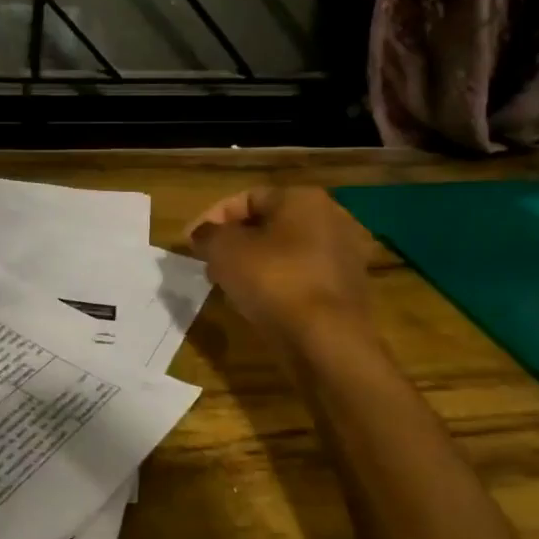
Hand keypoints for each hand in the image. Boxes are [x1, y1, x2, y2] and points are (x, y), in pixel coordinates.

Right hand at [186, 186, 377, 346]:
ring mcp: (344, 255)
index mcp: (303, 199)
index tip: (191, 242)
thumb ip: (208, 234)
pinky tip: (256, 302)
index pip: (247, 198)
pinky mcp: (347, 289)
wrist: (325, 339)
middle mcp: (331, 218)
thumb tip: (203, 234)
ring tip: (227, 284)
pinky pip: (301, 277)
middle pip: (269, 224)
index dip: (213, 218)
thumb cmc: (273, 280)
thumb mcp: (224, 250)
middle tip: (208, 261)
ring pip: (285, 252)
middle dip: (234, 241)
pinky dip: (277, 283)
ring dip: (254, 263)